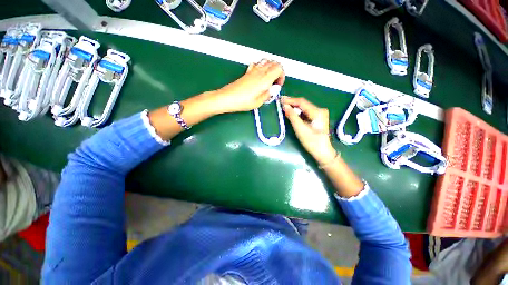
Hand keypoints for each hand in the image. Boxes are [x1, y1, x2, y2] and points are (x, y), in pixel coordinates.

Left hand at [212, 59, 284, 113]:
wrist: (227, 98)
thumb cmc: (242, 101)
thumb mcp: (259, 102)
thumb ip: (268, 94)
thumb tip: (273, 90)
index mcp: (264, 79)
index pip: (279, 68)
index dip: (282, 76)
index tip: (278, 85)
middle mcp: (259, 72)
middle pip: (274, 62)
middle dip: (278, 71)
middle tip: (275, 83)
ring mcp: (252, 70)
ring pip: (266, 61)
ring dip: (271, 68)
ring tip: (268, 79)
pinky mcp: (247, 72)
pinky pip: (257, 64)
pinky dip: (261, 67)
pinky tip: (259, 75)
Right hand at [282, 96, 336, 164]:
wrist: (322, 152)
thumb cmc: (312, 142)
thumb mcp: (300, 129)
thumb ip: (292, 116)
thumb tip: (285, 106)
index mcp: (318, 112)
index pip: (301, 102)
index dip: (290, 100)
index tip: (280, 99)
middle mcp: (320, 110)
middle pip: (303, 104)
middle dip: (291, 103)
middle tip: (280, 102)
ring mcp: (319, 114)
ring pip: (303, 108)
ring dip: (294, 107)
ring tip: (283, 106)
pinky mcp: (317, 118)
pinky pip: (305, 112)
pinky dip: (297, 112)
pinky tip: (291, 112)